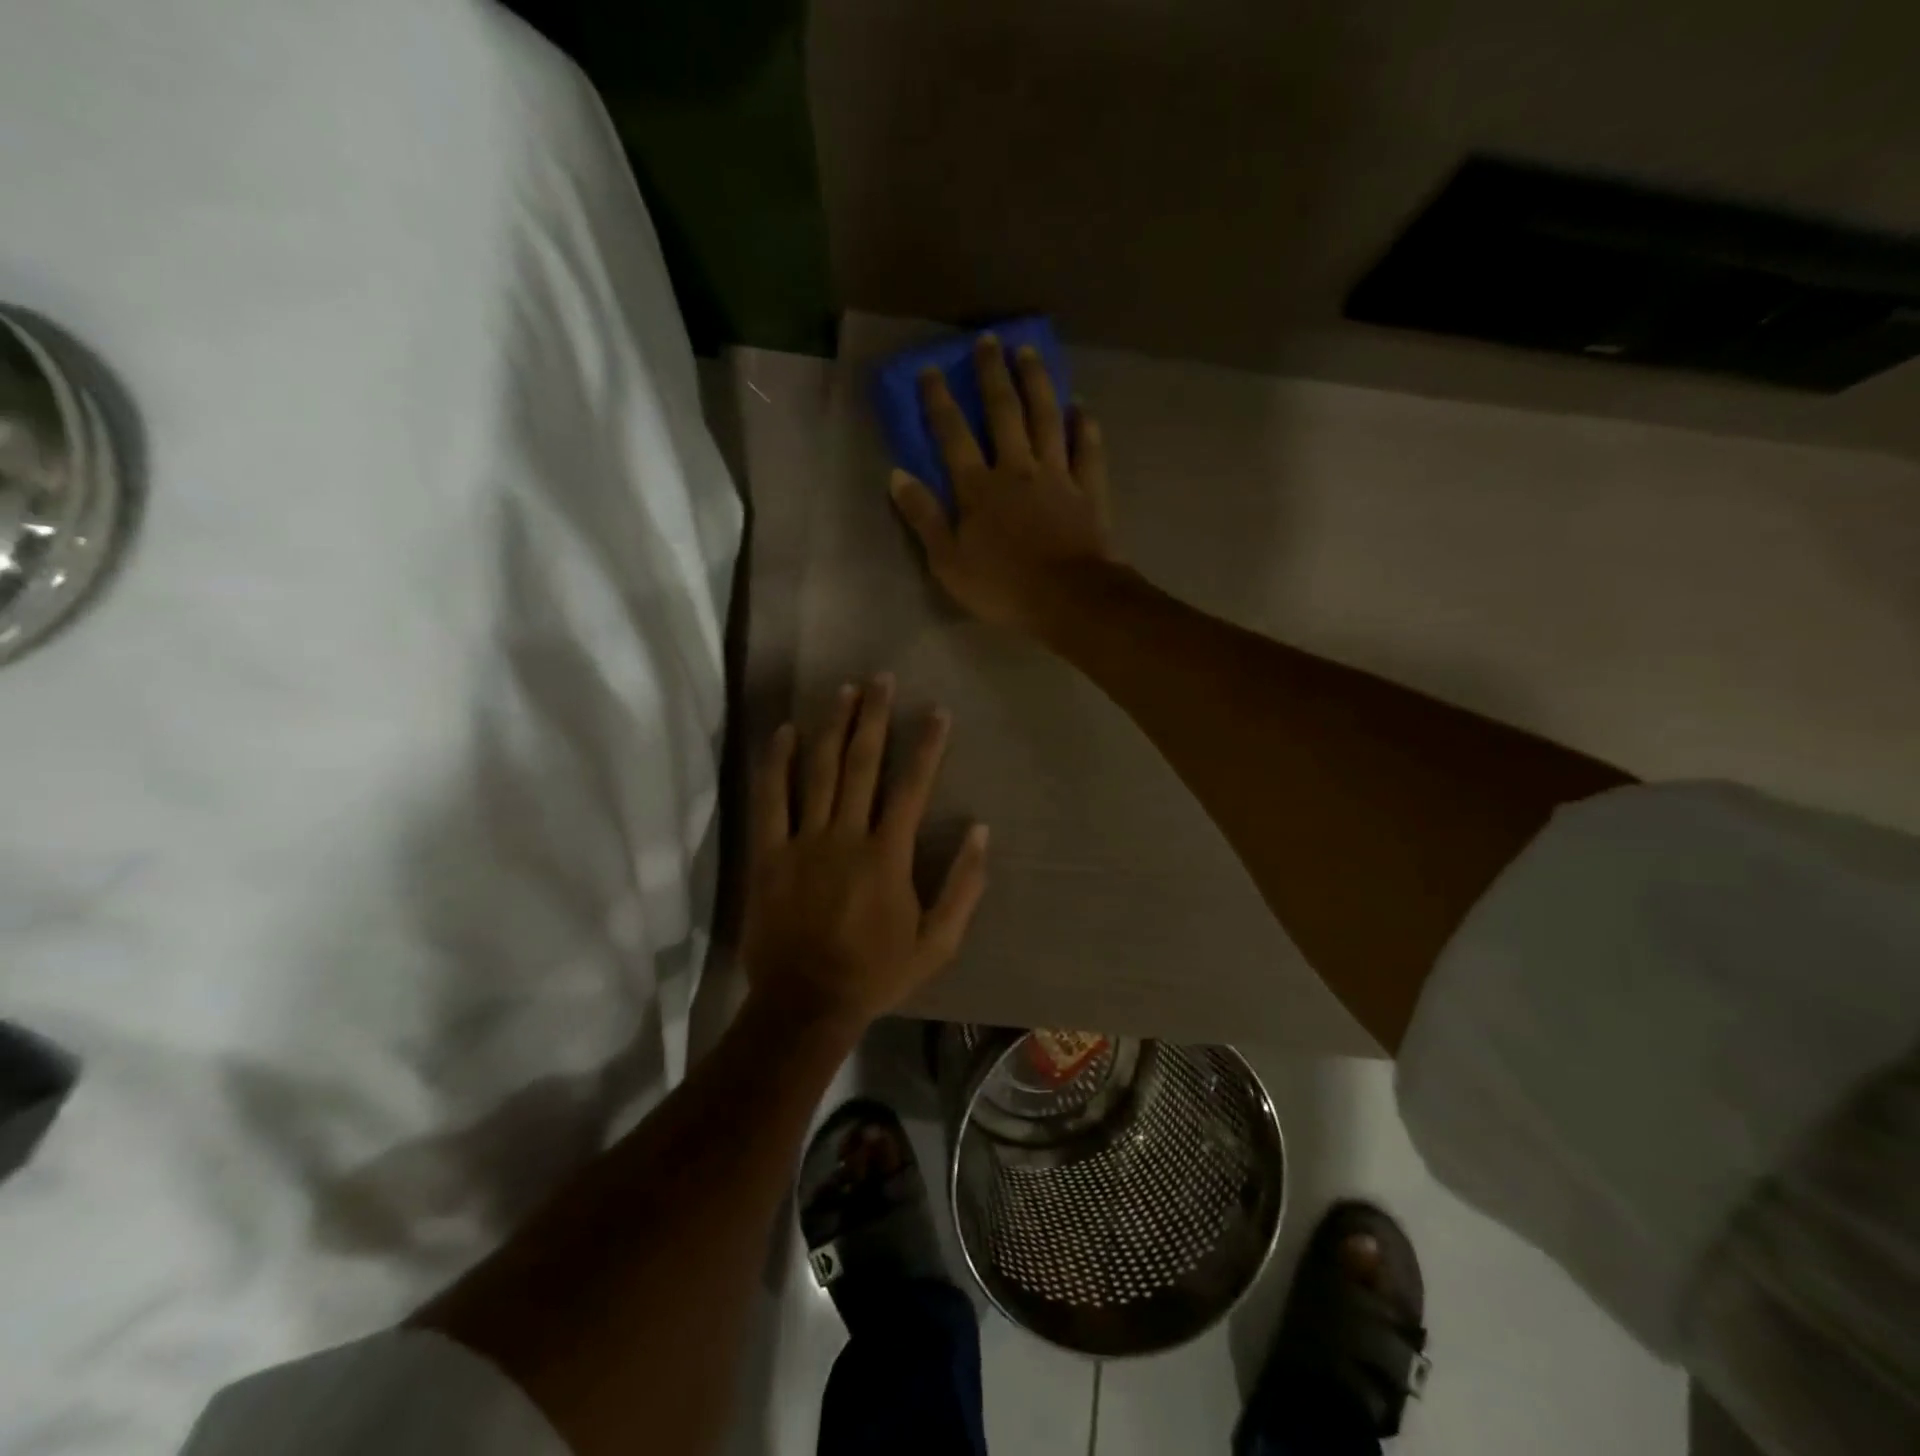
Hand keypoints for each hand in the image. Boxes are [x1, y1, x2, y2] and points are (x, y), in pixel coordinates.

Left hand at [741, 676, 989, 1030]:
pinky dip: (777, 763)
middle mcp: (847, 836)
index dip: (927, 745)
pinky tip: (784, 732)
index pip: (912, 786)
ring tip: (842, 690)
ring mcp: (803, 842)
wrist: (806, 1004)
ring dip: (832, 726)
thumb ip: (963, 886)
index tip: (936, 711)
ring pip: (819, 771)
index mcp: (888, 855)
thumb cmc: (876, 973)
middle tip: (880, 679)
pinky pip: (771, 800)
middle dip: (873, 717)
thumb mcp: (938, 942)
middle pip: (862, 764)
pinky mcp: (769, 854)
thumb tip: (981, 830)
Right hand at [890, 334, 1120, 632]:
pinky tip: (1081, 406)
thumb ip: (924, 518)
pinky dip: (1084, 426)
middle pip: (1004, 412)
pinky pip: (1087, 449)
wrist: (1069, 599)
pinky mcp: (1088, 490)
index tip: (931, 368)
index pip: (953, 434)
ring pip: (1047, 418)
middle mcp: (1017, 469)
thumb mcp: (948, 563)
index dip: (940, 400)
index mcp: (979, 488)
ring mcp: (1057, 476)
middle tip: (988, 341)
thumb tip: (897, 476)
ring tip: (1029, 352)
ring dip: (1037, 383)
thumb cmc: (1003, 587)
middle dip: (993, 374)